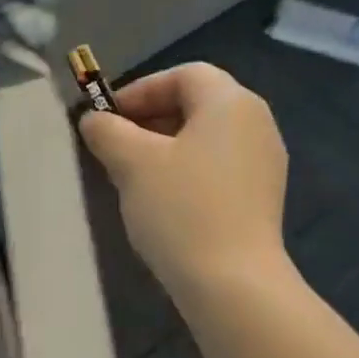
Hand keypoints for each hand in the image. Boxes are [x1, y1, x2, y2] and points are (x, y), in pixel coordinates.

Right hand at [77, 63, 290, 298]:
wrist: (232, 282)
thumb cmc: (181, 210)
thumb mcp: (132, 164)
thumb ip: (108, 132)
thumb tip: (94, 119)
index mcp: (231, 103)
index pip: (184, 75)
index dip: (140, 90)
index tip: (107, 118)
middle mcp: (256, 123)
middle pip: (197, 104)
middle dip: (150, 120)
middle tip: (114, 147)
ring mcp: (264, 163)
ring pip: (206, 139)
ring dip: (166, 148)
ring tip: (132, 176)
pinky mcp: (261, 198)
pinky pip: (218, 168)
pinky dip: (187, 172)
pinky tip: (162, 202)